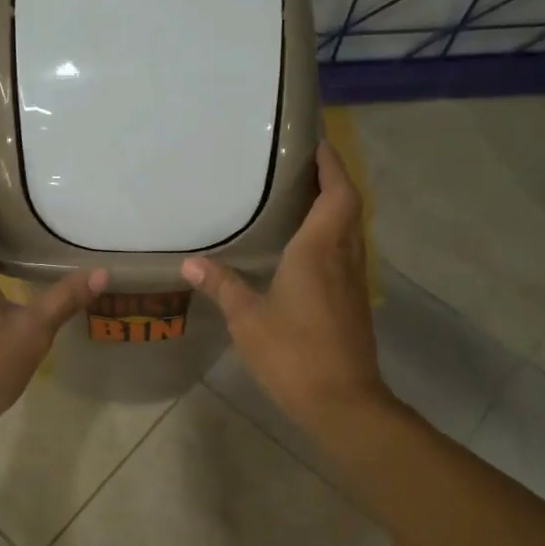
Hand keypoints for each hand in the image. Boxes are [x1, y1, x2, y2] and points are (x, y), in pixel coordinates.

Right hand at [183, 141, 389, 431]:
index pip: (336, 193)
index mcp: (319, 251)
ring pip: (351, 230)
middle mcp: (343, 257)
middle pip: (348, 206)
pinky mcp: (354, 303)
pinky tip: (306, 250)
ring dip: (334, 208)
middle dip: (331, 180)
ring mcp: (353, 282)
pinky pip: (347, 254)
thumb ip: (222, 286)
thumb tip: (190, 263)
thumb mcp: (247, 319)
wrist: (343, 402)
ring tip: (300, 198)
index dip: (331, 164)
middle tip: (300, 166)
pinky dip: (332, 237)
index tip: (315, 143)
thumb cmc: (293, 354)